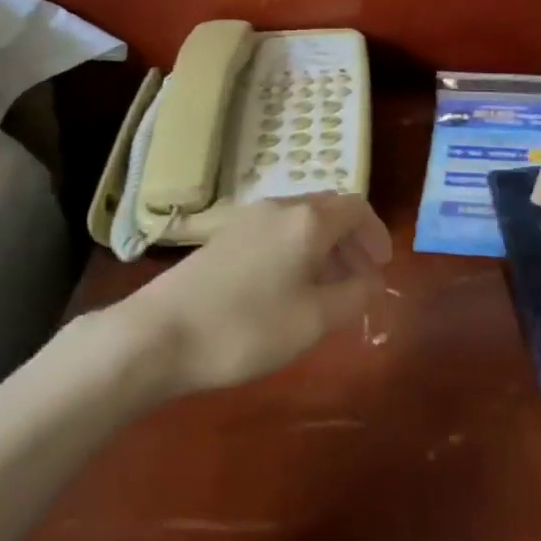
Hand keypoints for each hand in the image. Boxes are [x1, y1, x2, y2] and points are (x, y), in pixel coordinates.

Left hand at [118, 192, 391, 394]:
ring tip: (327, 290)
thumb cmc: (247, 327)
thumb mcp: (313, 320)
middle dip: (351, 241)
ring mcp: (248, 219)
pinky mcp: (225, 236)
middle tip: (360, 280)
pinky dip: (296, 251)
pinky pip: (277, 232)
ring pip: (301, 221)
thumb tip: (371, 281)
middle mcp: (280, 207)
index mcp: (308, 220)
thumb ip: (352, 296)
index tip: (381, 268)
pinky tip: (288, 288)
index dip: (375, 235)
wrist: (160, 333)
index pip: (357, 207)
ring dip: (324, 247)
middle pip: (329, 210)